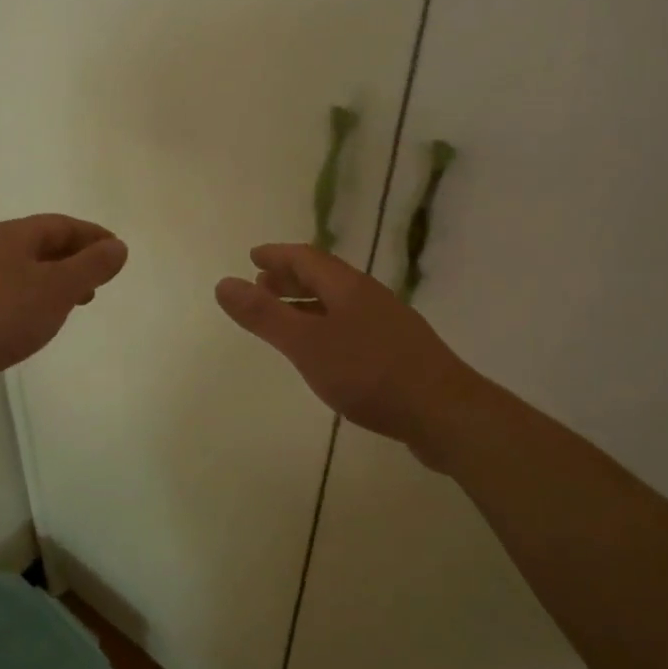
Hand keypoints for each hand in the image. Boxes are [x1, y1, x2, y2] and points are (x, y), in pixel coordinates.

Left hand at [0, 214, 127, 394]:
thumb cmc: (0, 315)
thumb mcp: (57, 289)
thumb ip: (91, 266)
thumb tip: (118, 246)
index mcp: (15, 235)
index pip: (63, 224)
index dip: (93, 236)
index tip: (117, 252)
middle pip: (43, 243)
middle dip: (75, 259)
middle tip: (100, 280)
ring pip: (25, 268)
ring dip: (55, 280)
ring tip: (74, 304)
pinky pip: (9, 290)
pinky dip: (33, 298)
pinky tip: (35, 321)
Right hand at [215, 243, 483, 470]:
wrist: (444, 413)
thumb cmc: (369, 373)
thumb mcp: (306, 345)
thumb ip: (264, 316)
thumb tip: (223, 283)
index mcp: (347, 287)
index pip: (307, 257)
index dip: (277, 255)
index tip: (253, 256)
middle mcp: (369, 297)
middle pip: (325, 277)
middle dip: (291, 278)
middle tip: (263, 284)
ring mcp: (389, 324)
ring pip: (340, 303)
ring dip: (309, 303)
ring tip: (287, 317)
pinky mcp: (399, 352)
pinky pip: (353, 326)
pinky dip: (327, 326)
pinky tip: (326, 352)